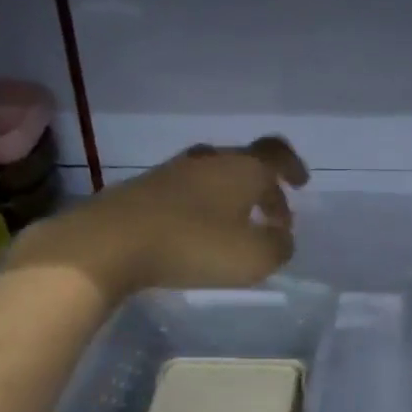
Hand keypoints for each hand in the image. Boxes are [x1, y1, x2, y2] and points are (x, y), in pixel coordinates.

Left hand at [7, 137, 308, 300]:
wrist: (110, 243)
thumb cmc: (194, 246)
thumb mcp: (254, 258)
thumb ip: (279, 247)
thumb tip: (282, 238)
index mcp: (241, 168)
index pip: (276, 154)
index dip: (292, 166)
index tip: (301, 184)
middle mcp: (208, 161)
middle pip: (244, 166)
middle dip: (264, 191)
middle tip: (272, 219)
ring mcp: (171, 173)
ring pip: (213, 178)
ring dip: (232, 200)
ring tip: (236, 230)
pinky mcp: (143, 191)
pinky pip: (186, 194)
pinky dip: (202, 209)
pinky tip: (198, 235)